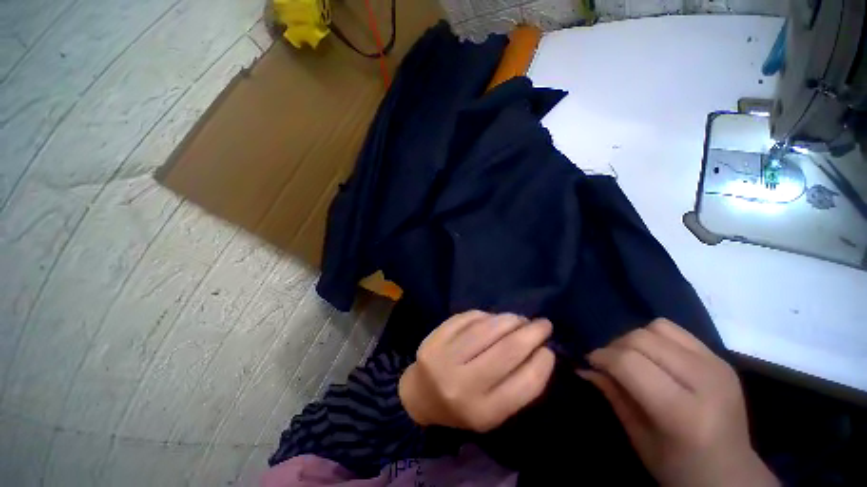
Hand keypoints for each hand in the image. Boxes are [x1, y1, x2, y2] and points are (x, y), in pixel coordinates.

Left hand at [398, 311, 554, 431]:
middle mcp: (462, 385)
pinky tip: (493, 318)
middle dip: (531, 333)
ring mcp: (444, 358)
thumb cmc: (462, 406)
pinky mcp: (434, 338)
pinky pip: (466, 318)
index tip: (549, 349)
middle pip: (506, 351)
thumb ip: (517, 386)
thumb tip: (540, 351)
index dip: (542, 363)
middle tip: (544, 324)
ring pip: (486, 329)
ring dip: (509, 319)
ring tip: (520, 319)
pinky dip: (485, 315)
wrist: (420, 395)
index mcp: (483, 412)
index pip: (524, 384)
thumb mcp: (493, 410)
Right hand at [581, 319, 777, 486]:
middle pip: (642, 339)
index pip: (630, 363)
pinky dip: (655, 338)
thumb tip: (584, 367)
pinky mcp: (720, 358)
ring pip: (658, 328)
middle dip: (615, 346)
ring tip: (633, 358)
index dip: (602, 357)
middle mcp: (706, 382)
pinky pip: (676, 331)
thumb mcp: (639, 438)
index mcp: (685, 414)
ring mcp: (718, 366)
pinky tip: (655, 358)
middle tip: (609, 363)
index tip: (591, 363)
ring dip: (635, 339)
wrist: (732, 473)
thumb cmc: (679, 467)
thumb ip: (613, 396)